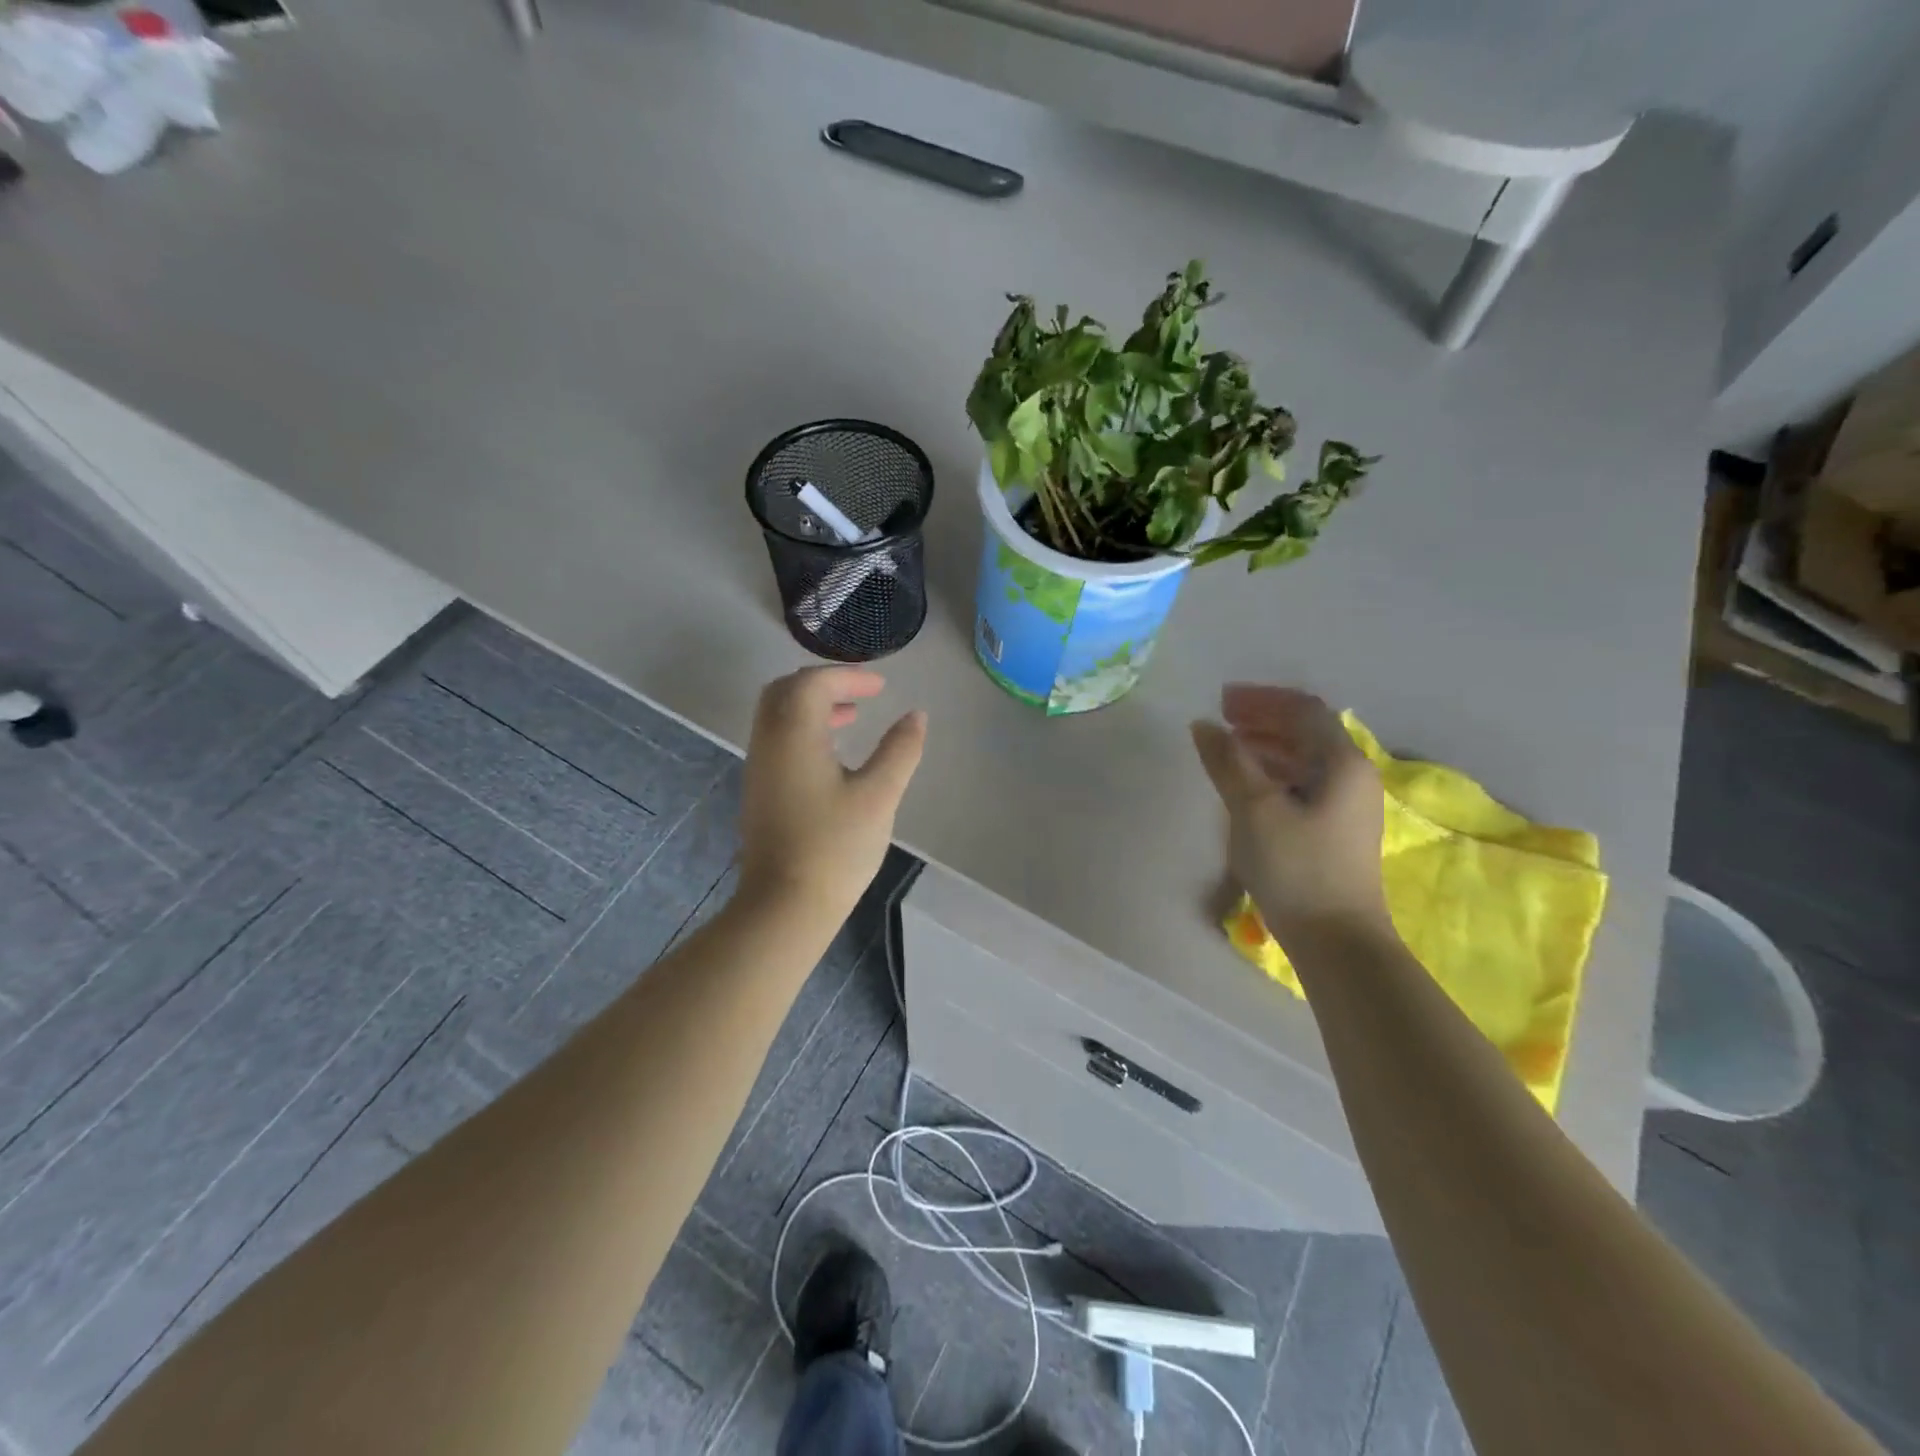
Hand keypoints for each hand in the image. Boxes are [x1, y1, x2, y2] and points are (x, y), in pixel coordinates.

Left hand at [737, 666, 926, 922]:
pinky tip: (831, 755)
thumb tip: (916, 716)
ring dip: (811, 706)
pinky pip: (776, 739)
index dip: (848, 676)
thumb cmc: (835, 846)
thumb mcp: (879, 795)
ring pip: (777, 715)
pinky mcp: (759, 790)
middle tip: (859, 694)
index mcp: (794, 734)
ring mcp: (758, 767)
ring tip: (851, 718)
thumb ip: (900, 750)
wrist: (785, 905)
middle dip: (823, 683)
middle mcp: (768, 742)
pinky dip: (802, 729)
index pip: (813, 682)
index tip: (881, 687)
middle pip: (786, 690)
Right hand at [1191, 684, 1389, 943]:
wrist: (1336, 940)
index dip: (1262, 699)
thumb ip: (1228, 761)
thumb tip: (1204, 726)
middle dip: (1263, 719)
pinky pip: (1303, 783)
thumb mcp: (1254, 809)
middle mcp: (1352, 776)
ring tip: (1228, 747)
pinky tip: (1248, 784)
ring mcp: (1348, 805)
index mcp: (1342, 763)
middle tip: (1222, 718)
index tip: (1221, 701)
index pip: (1303, 710)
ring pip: (1305, 758)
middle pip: (1307, 731)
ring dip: (1267, 745)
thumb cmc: (1296, 867)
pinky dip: (1274, 772)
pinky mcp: (1336, 830)